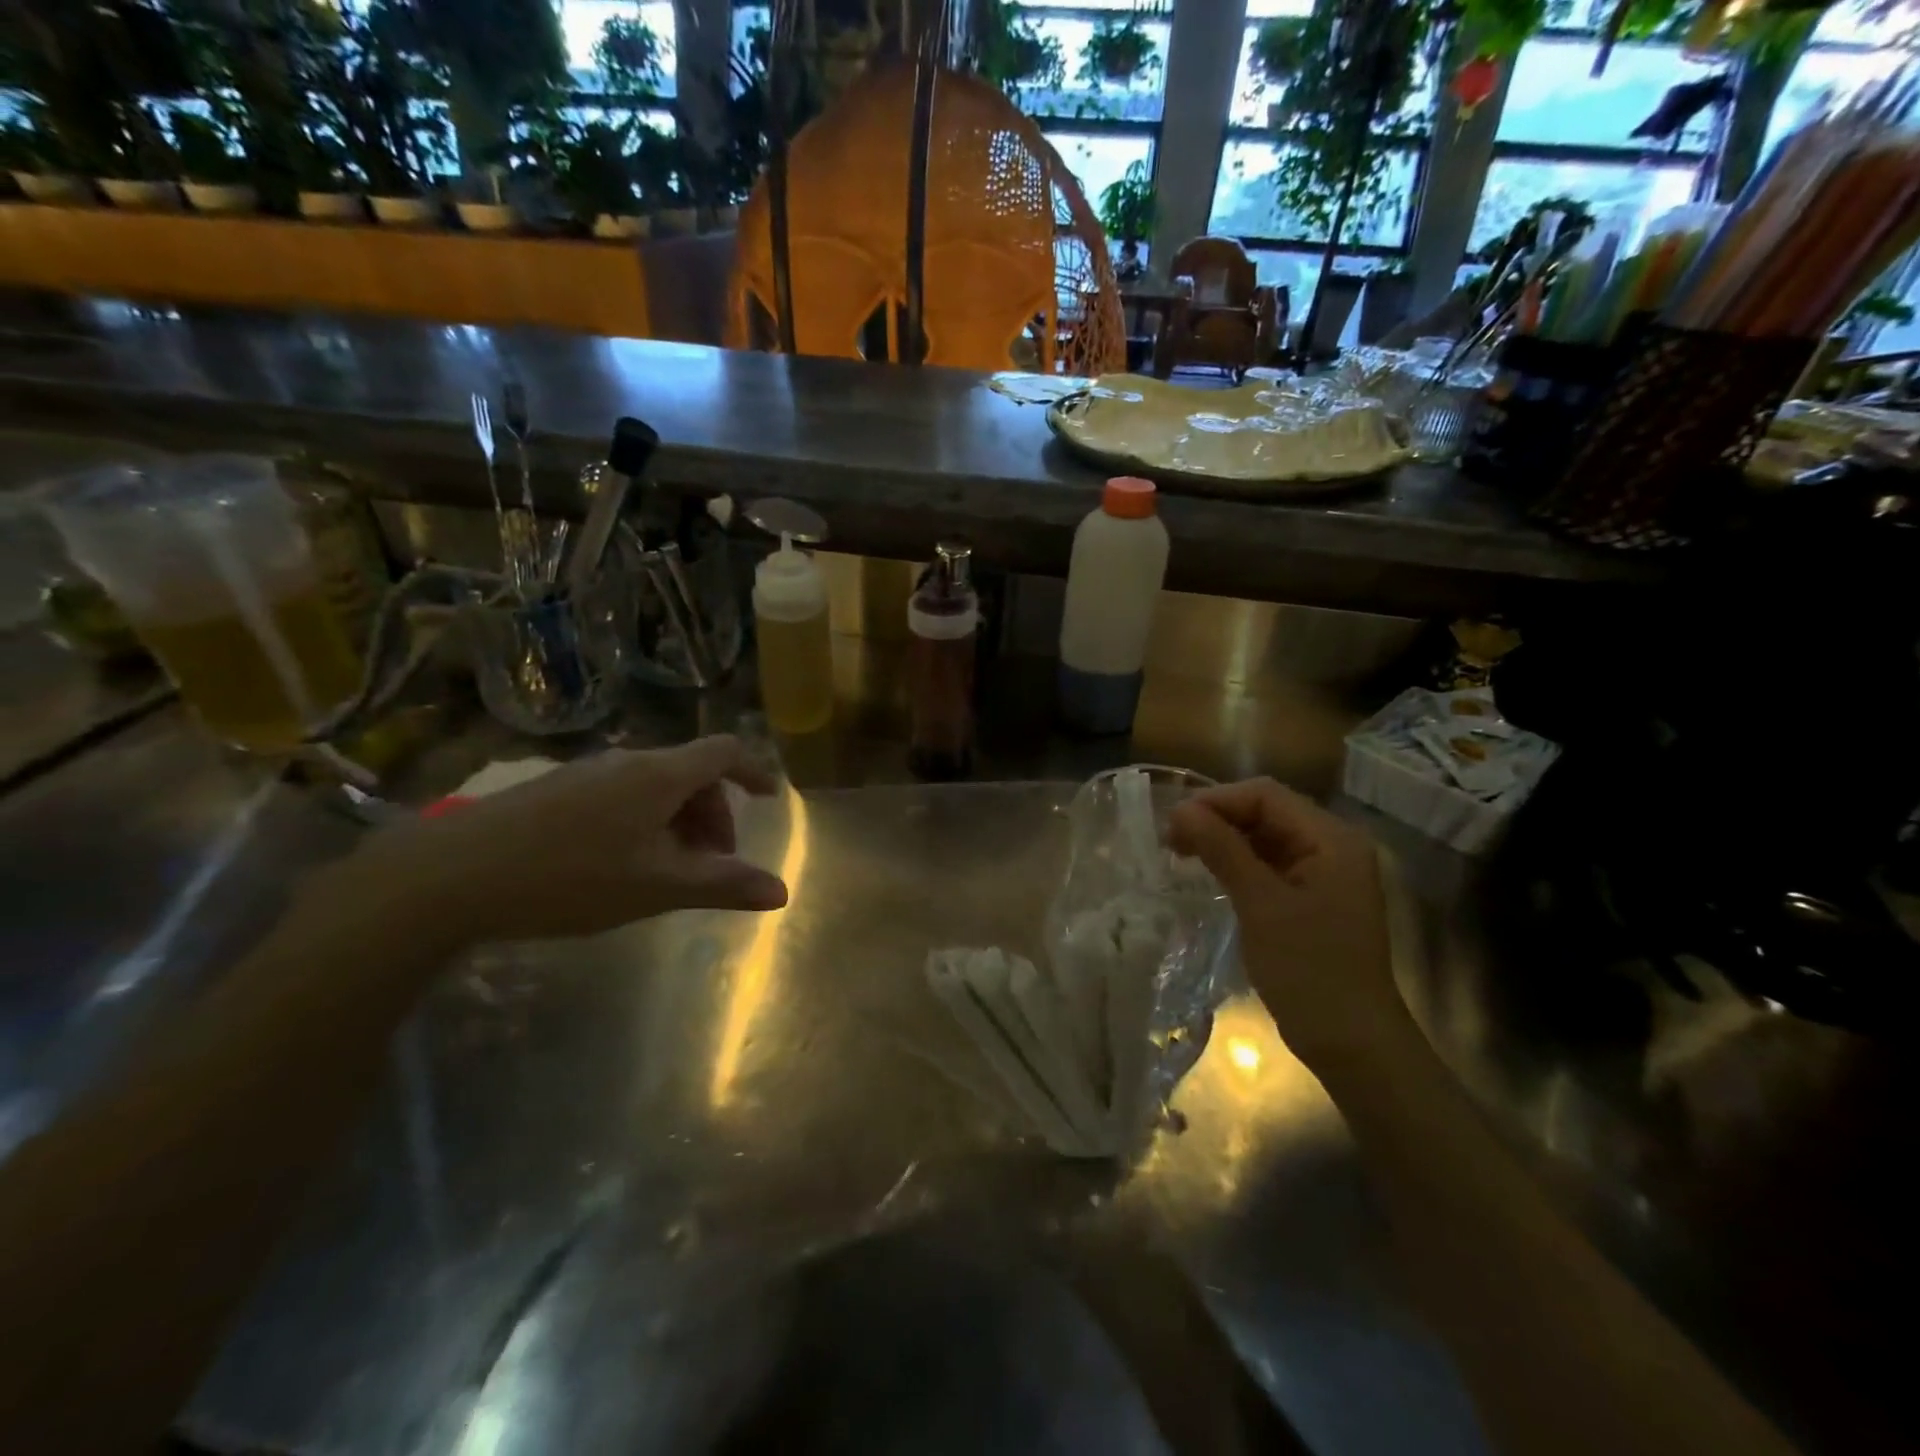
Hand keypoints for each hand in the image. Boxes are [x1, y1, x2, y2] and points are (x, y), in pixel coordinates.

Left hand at [349, 736, 788, 946]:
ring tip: (668, 870)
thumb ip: (723, 885)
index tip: (771, 799)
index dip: (755, 771)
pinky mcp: (555, 790)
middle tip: (713, 864)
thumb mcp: (658, 886)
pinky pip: (621, 794)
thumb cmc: (572, 876)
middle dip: (715, 814)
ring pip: (654, 786)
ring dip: (678, 821)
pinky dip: (644, 821)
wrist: (450, 875)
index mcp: (661, 774)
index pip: (725, 752)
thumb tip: (782, 891)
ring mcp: (587, 773)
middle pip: (691, 773)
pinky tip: (621, 864)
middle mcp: (627, 761)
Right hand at [1168, 778, 1404, 1071]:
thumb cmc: (1309, 969)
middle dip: (1217, 818)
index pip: (1266, 796)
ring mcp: (1322, 873)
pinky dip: (1236, 862)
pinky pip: (1268, 863)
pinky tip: (1208, 872)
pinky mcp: (1310, 897)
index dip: (1216, 801)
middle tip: (1170, 839)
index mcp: (1332, 839)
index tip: (1173, 823)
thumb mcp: (1261, 904)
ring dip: (1223, 839)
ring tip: (1181, 853)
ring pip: (1264, 837)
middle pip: (1266, 812)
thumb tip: (1180, 810)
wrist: (1352, 1043)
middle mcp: (1331, 846)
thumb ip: (1222, 850)